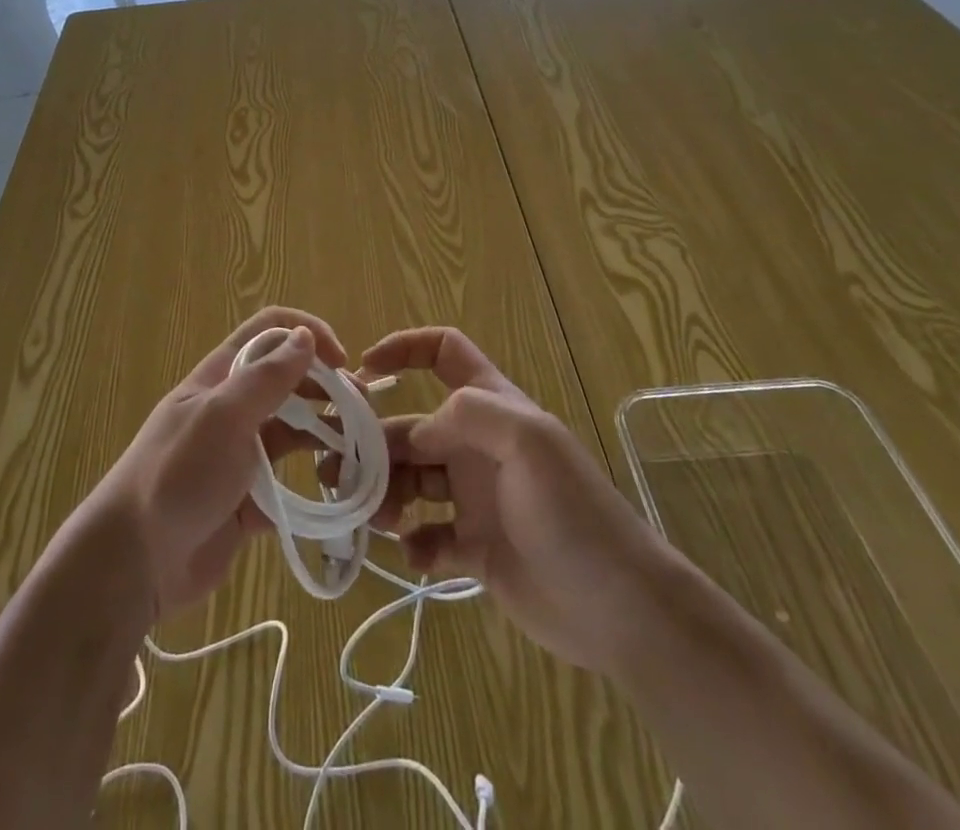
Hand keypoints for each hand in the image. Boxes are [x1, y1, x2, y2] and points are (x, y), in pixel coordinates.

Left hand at [85, 306, 348, 620]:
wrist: (135, 561)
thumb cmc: (177, 474)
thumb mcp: (222, 416)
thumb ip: (266, 378)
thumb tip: (305, 337)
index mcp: (221, 376)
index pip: (269, 332)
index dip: (307, 333)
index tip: (341, 361)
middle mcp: (233, 408)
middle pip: (288, 381)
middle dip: (327, 387)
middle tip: (362, 411)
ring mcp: (241, 454)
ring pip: (294, 430)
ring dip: (327, 433)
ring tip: (361, 450)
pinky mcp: (249, 499)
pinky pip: (291, 481)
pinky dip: (316, 482)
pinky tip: (341, 489)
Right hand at [361, 326, 666, 673]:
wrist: (621, 610)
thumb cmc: (574, 513)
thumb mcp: (528, 442)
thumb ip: (468, 415)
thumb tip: (416, 431)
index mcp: (492, 408)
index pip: (445, 353)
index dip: (405, 349)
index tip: (365, 371)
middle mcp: (476, 445)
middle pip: (411, 426)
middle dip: (373, 441)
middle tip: (338, 469)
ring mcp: (474, 497)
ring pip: (410, 480)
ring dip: (383, 492)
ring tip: (373, 516)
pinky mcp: (474, 547)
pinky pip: (426, 536)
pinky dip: (413, 543)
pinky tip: (417, 555)